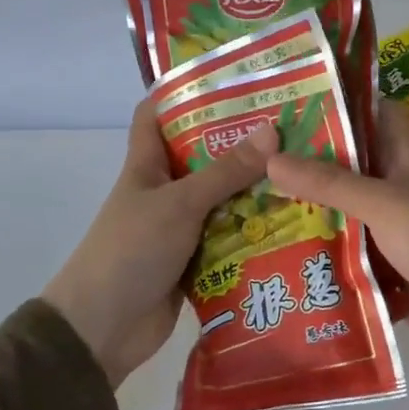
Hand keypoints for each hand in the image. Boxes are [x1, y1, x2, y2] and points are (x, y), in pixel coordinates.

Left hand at [44, 100, 276, 387]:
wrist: (103, 330)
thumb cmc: (131, 251)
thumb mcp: (180, 204)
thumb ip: (225, 172)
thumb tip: (272, 132)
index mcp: (146, 165)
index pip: (156, 114)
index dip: (183, 92)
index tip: (230, 79)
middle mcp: (164, 190)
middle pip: (203, 156)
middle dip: (241, 143)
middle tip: (291, 127)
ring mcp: (179, 227)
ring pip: (222, 199)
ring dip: (255, 190)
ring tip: (305, 171)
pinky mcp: (195, 260)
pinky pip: (230, 237)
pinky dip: (254, 231)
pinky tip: (293, 222)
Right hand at [267, 103, 408, 376]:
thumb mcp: (382, 202)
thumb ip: (329, 183)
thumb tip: (270, 159)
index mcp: (405, 162)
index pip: (376, 117)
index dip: (344, 103)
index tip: (298, 97)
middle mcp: (396, 192)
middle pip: (349, 168)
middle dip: (309, 161)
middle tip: (256, 154)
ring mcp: (390, 232)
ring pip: (343, 213)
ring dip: (308, 210)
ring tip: (254, 200)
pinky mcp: (382, 269)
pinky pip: (343, 253)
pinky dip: (318, 252)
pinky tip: (278, 250)